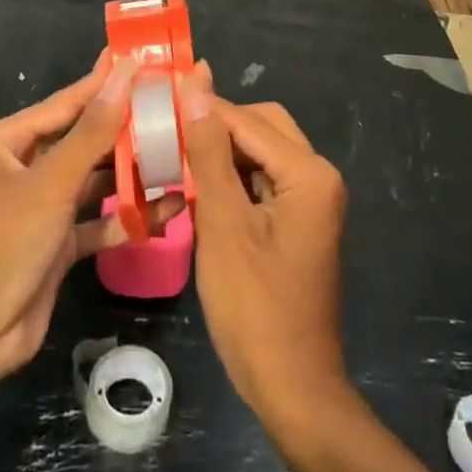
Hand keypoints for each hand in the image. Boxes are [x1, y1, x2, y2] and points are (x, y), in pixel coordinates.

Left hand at [0, 53, 184, 390]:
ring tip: (181, 156)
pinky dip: (126, 217)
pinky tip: (168, 210)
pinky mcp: (55, 245)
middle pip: (84, 139)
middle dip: (127, 130)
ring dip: (132, 174)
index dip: (107, 82)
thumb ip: (93, 130)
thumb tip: (125, 74)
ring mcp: (40, 207)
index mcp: (7, 141)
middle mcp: (22, 167)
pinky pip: (96, 220)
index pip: (68, 102)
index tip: (147, 61)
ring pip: (94, 180)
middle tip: (176, 110)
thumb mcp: (50, 183)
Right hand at [181, 66, 348, 432]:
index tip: (154, 103)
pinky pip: (261, 180)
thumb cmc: (254, 307)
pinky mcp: (297, 220)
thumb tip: (196, 83)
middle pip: (260, 127)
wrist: (291, 388)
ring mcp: (310, 199)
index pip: (247, 120)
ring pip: (258, 152)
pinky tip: (195, 189)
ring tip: (172, 157)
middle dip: (214, 128)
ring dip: (219, 153)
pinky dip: (230, 179)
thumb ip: (208, 150)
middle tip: (165, 135)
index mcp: (308, 172)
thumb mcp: (222, 223)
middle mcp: (317, 175)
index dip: (200, 110)